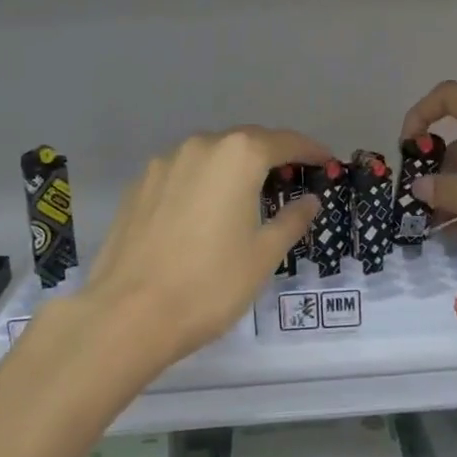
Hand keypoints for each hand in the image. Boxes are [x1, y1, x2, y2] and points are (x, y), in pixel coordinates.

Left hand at [80, 129, 327, 368]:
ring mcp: (164, 163)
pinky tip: (204, 212)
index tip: (327, 162)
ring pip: (210, 156)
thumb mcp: (264, 255)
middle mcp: (200, 146)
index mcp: (238, 156)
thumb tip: (309, 201)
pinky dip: (202, 183)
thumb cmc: (210, 283)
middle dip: (271, 156)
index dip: (310, 151)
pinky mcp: (138, 186)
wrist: (128, 314)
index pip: (285, 142)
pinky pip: (182, 173)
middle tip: (291, 180)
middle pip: (246, 142)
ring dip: (234, 168)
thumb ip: (291, 220)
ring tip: (247, 196)